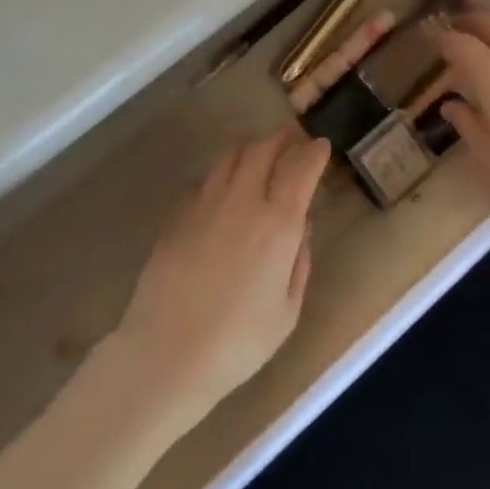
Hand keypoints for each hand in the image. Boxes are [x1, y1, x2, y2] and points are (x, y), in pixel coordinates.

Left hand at [112, 129, 332, 431]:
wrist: (168, 350)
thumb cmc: (238, 341)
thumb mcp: (287, 311)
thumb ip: (299, 263)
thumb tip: (301, 230)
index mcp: (277, 224)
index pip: (300, 169)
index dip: (313, 152)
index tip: (321, 146)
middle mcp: (241, 202)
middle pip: (262, 150)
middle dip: (282, 139)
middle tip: (293, 138)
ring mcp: (204, 204)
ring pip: (230, 157)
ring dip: (251, 148)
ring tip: (260, 154)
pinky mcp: (177, 215)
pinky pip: (206, 180)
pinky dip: (224, 173)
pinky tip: (226, 188)